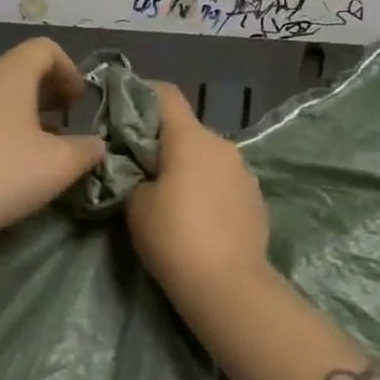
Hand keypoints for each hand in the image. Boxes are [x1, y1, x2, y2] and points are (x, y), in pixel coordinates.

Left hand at [0, 38, 106, 240]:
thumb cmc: (4, 173)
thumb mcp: (59, 165)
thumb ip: (86, 150)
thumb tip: (96, 145)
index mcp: (8, 75)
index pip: (43, 49)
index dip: (68, 69)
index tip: (79, 101)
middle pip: (14, 72)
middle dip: (43, 93)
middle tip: (61, 122)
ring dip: (13, 114)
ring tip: (29, 147)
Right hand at [125, 83, 269, 302]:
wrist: (227, 284)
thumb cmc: (173, 236)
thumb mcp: (136, 204)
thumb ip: (136, 177)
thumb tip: (147, 175)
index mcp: (191, 138)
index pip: (166, 95)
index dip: (141, 94)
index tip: (122, 110)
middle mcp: (223, 146)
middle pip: (187, 130)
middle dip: (163, 143)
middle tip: (140, 168)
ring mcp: (245, 173)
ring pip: (208, 158)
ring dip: (189, 168)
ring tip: (171, 198)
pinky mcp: (257, 199)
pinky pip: (225, 183)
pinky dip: (209, 190)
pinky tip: (199, 219)